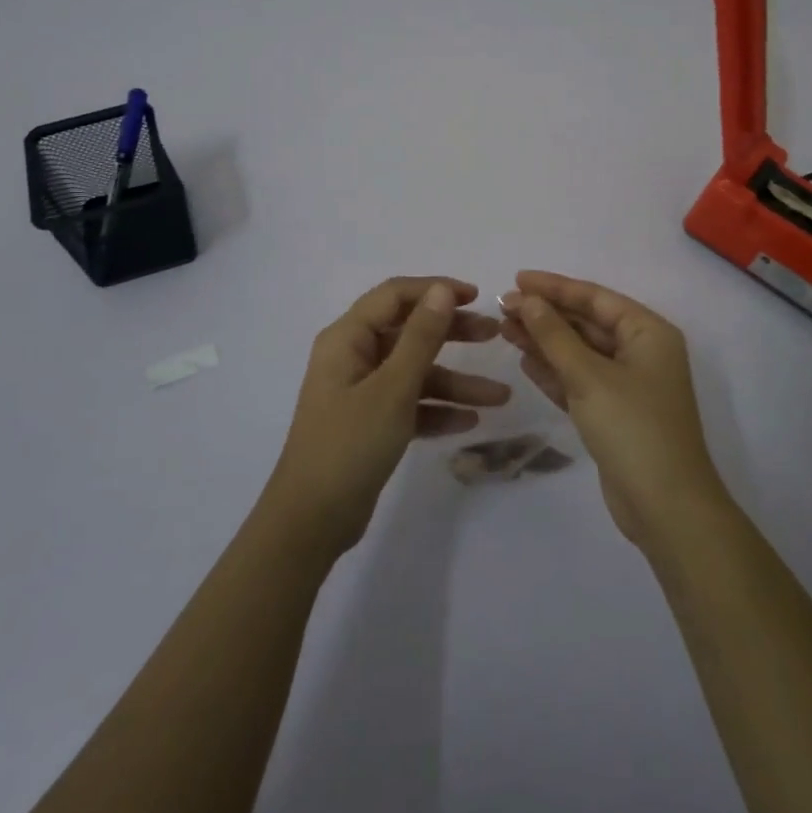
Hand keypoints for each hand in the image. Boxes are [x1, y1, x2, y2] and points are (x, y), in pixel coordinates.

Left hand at [262, 276, 509, 558]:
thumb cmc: (349, 445)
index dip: (435, 290)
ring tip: (501, 397)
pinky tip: (470, 422)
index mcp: (347, 338)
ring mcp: (362, 392)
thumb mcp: (392, 388)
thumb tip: (442, 290)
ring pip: (415, 373)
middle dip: (453, 333)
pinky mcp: (370, 424)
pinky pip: (410, 404)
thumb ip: (421, 337)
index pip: (395, 296)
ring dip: (455, 382)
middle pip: (409, 332)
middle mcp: (353, 357)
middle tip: (494, 335)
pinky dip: (437, 410)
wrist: (311, 522)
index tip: (477, 297)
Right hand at [501, 271, 728, 548]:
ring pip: (579, 352)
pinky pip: (579, 381)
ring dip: (544, 341)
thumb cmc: (632, 428)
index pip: (595, 297)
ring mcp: (628, 385)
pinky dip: (554, 371)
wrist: (666, 507)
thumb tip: (528, 300)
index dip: (555, 287)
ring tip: (504, 329)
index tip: (517, 280)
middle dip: (546, 315)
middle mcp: (641, 352)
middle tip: (503, 307)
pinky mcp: (614, 413)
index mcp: (648, 333)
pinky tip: (524, 361)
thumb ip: (555, 335)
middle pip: (586, 323)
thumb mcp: (589, 376)